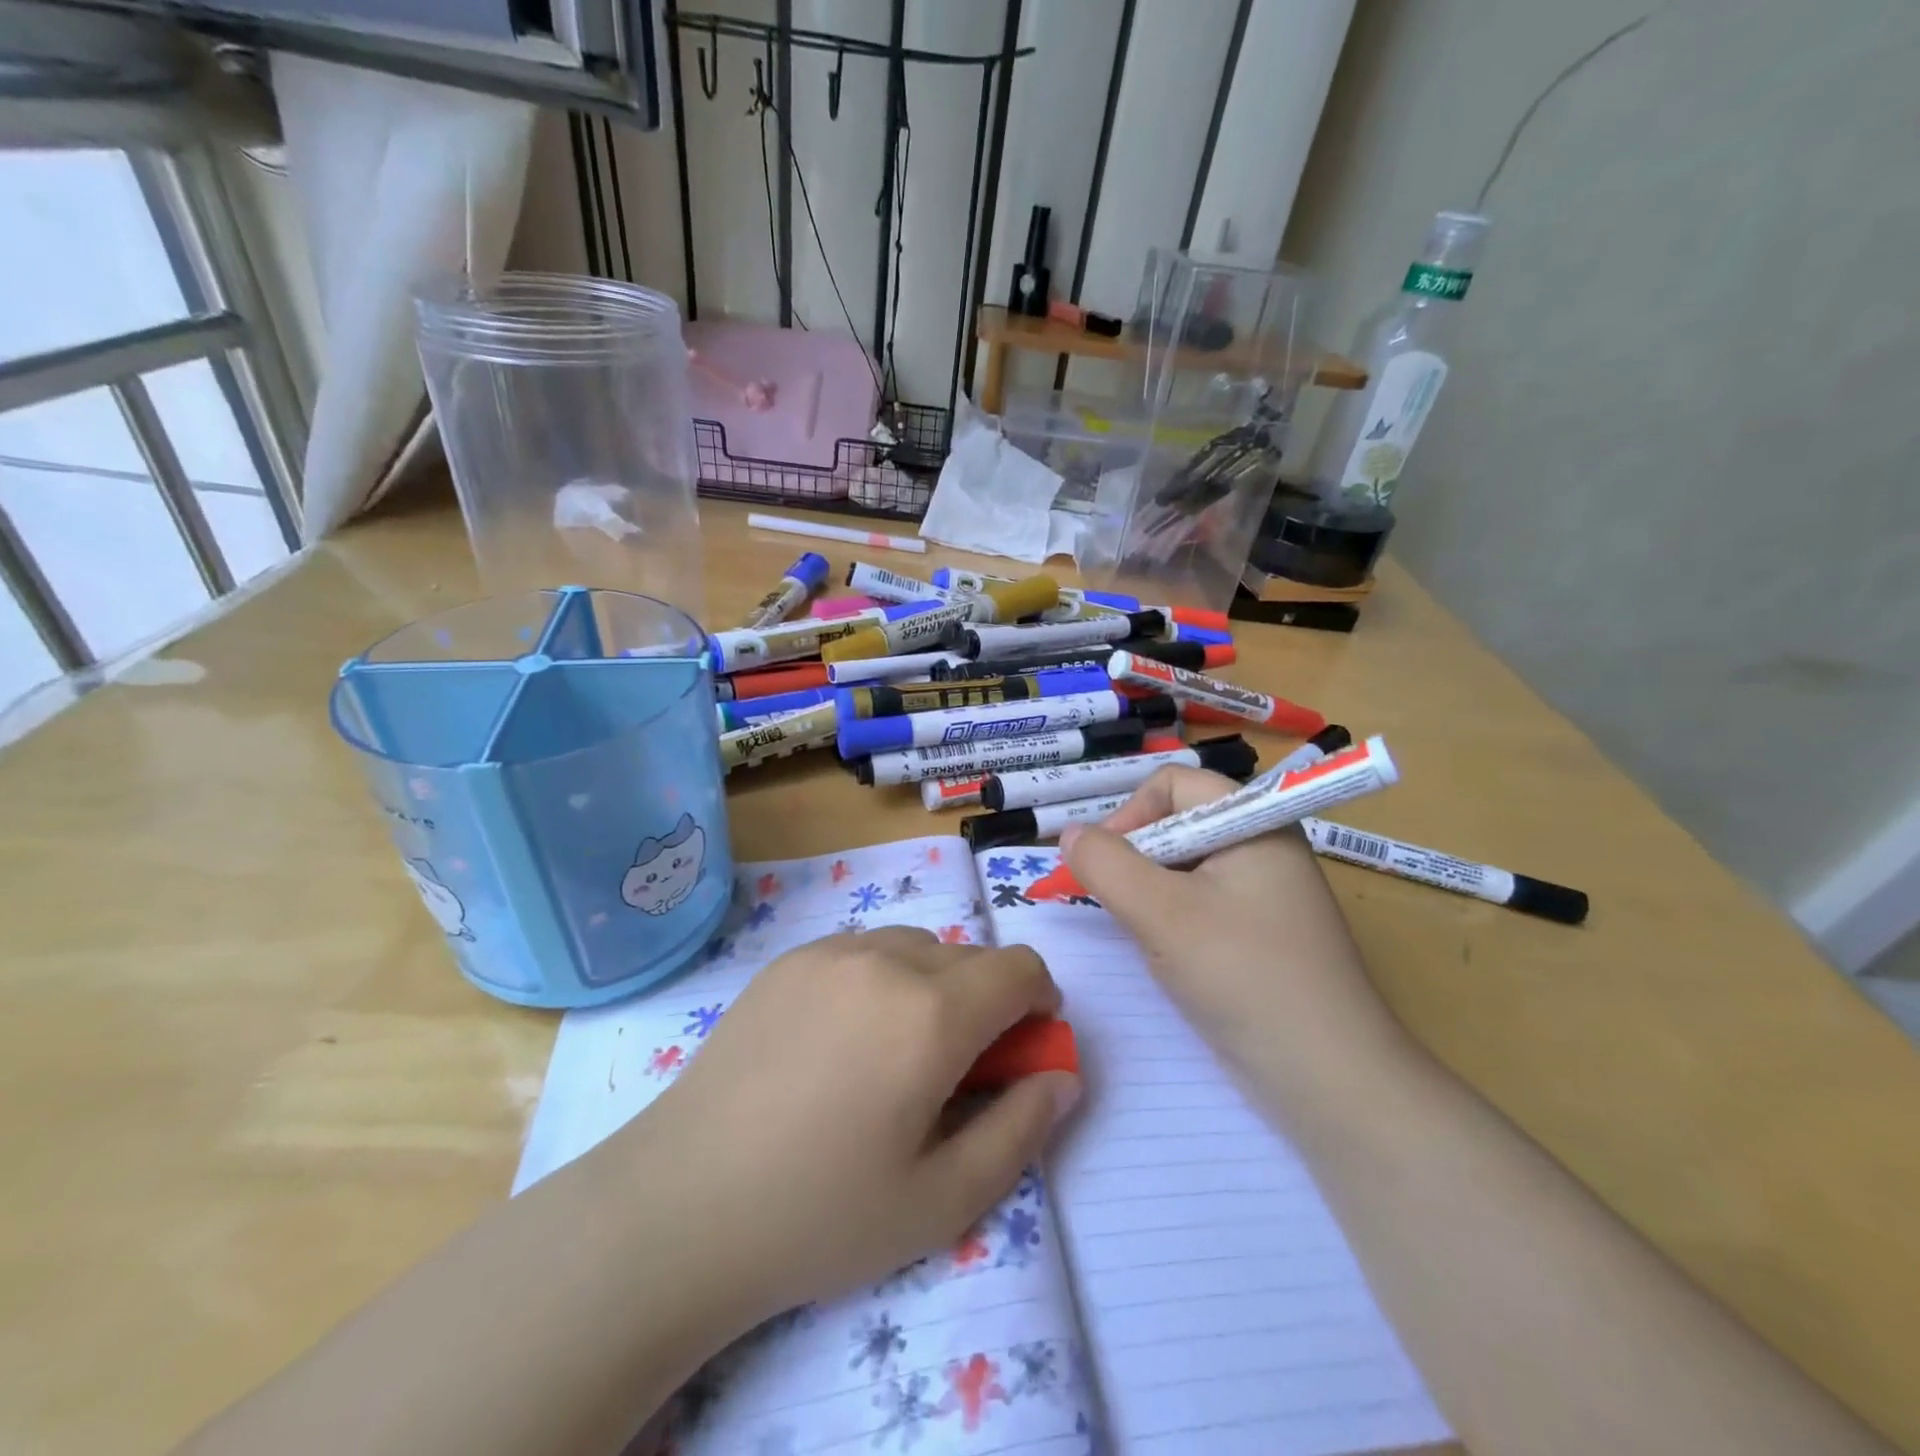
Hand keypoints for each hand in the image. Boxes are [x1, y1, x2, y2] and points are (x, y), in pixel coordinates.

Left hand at [608, 928, 1079, 1329]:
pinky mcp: (788, 959)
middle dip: (986, 1001)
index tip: (1022, 1048)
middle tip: (955, 1069)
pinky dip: (879, 978)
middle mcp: (886, 960)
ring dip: (932, 985)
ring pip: (915, 946)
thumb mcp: (942, 1201)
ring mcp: (830, 951)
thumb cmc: (820, 1214)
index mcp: (932, 1013)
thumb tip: (1062, 1076)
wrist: (681, 1204)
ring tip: (894, 1052)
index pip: (1019, 968)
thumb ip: (1020, 1131)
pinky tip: (840, 1040)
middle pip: (969, 956)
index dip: (1038, 1003)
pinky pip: (862, 949)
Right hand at [1060, 766, 1407, 1096]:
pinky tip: (1167, 956)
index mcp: (1252, 822)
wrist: (1329, 1081)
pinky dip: (1169, 920)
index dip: (1129, 813)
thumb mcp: (1162, 913)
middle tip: (1115, 904)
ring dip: (1147, 893)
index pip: (1172, 784)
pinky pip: (1198, 904)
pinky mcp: (1258, 934)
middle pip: (1175, 824)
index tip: (1103, 864)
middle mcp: (1260, 846)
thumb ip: (1106, 864)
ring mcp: (1262, 893)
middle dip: (1134, 858)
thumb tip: (1069, 834)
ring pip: (1181, 869)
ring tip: (1142, 934)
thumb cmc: (1244, 977)